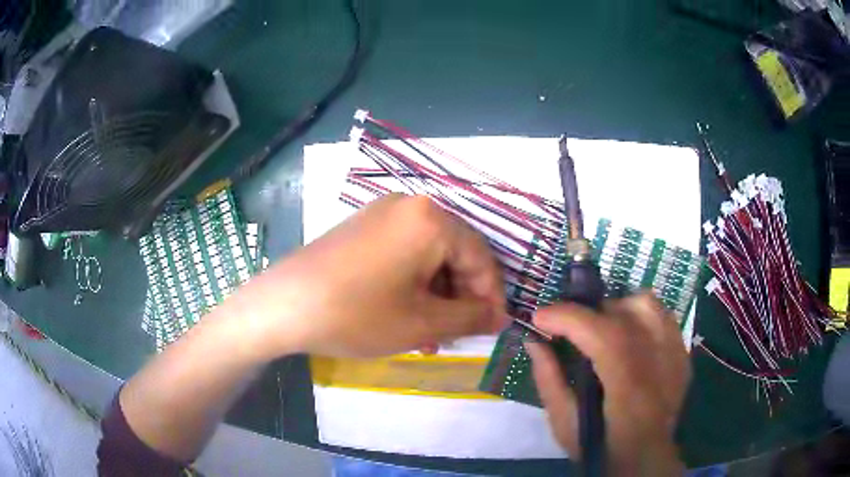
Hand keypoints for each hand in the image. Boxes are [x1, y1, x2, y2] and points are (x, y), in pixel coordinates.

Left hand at [234, 193, 506, 358]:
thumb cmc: (358, 314)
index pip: (481, 258)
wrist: (283, 306)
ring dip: (435, 296)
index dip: (491, 297)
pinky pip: (403, 253)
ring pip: (428, 256)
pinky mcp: (362, 227)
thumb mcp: (423, 323)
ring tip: (428, 335)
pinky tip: (405, 315)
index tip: (491, 329)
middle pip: (455, 254)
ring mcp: (381, 213)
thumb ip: (471, 318)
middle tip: (455, 335)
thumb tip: (500, 317)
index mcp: (431, 219)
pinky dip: (412, 284)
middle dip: (460, 299)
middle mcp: (410, 205)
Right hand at [525, 294, 688, 475]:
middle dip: (588, 313)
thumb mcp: (564, 422)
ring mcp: (675, 355)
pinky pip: (662, 317)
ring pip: (647, 306)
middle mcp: (659, 363)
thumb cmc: (602, 446)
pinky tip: (626, 337)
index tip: (539, 319)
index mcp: (629, 387)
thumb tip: (534, 340)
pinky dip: (639, 317)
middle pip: (625, 312)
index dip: (568, 317)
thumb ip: (548, 378)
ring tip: (601, 328)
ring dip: (617, 308)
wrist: (646, 459)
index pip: (602, 334)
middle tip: (568, 331)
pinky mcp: (682, 354)